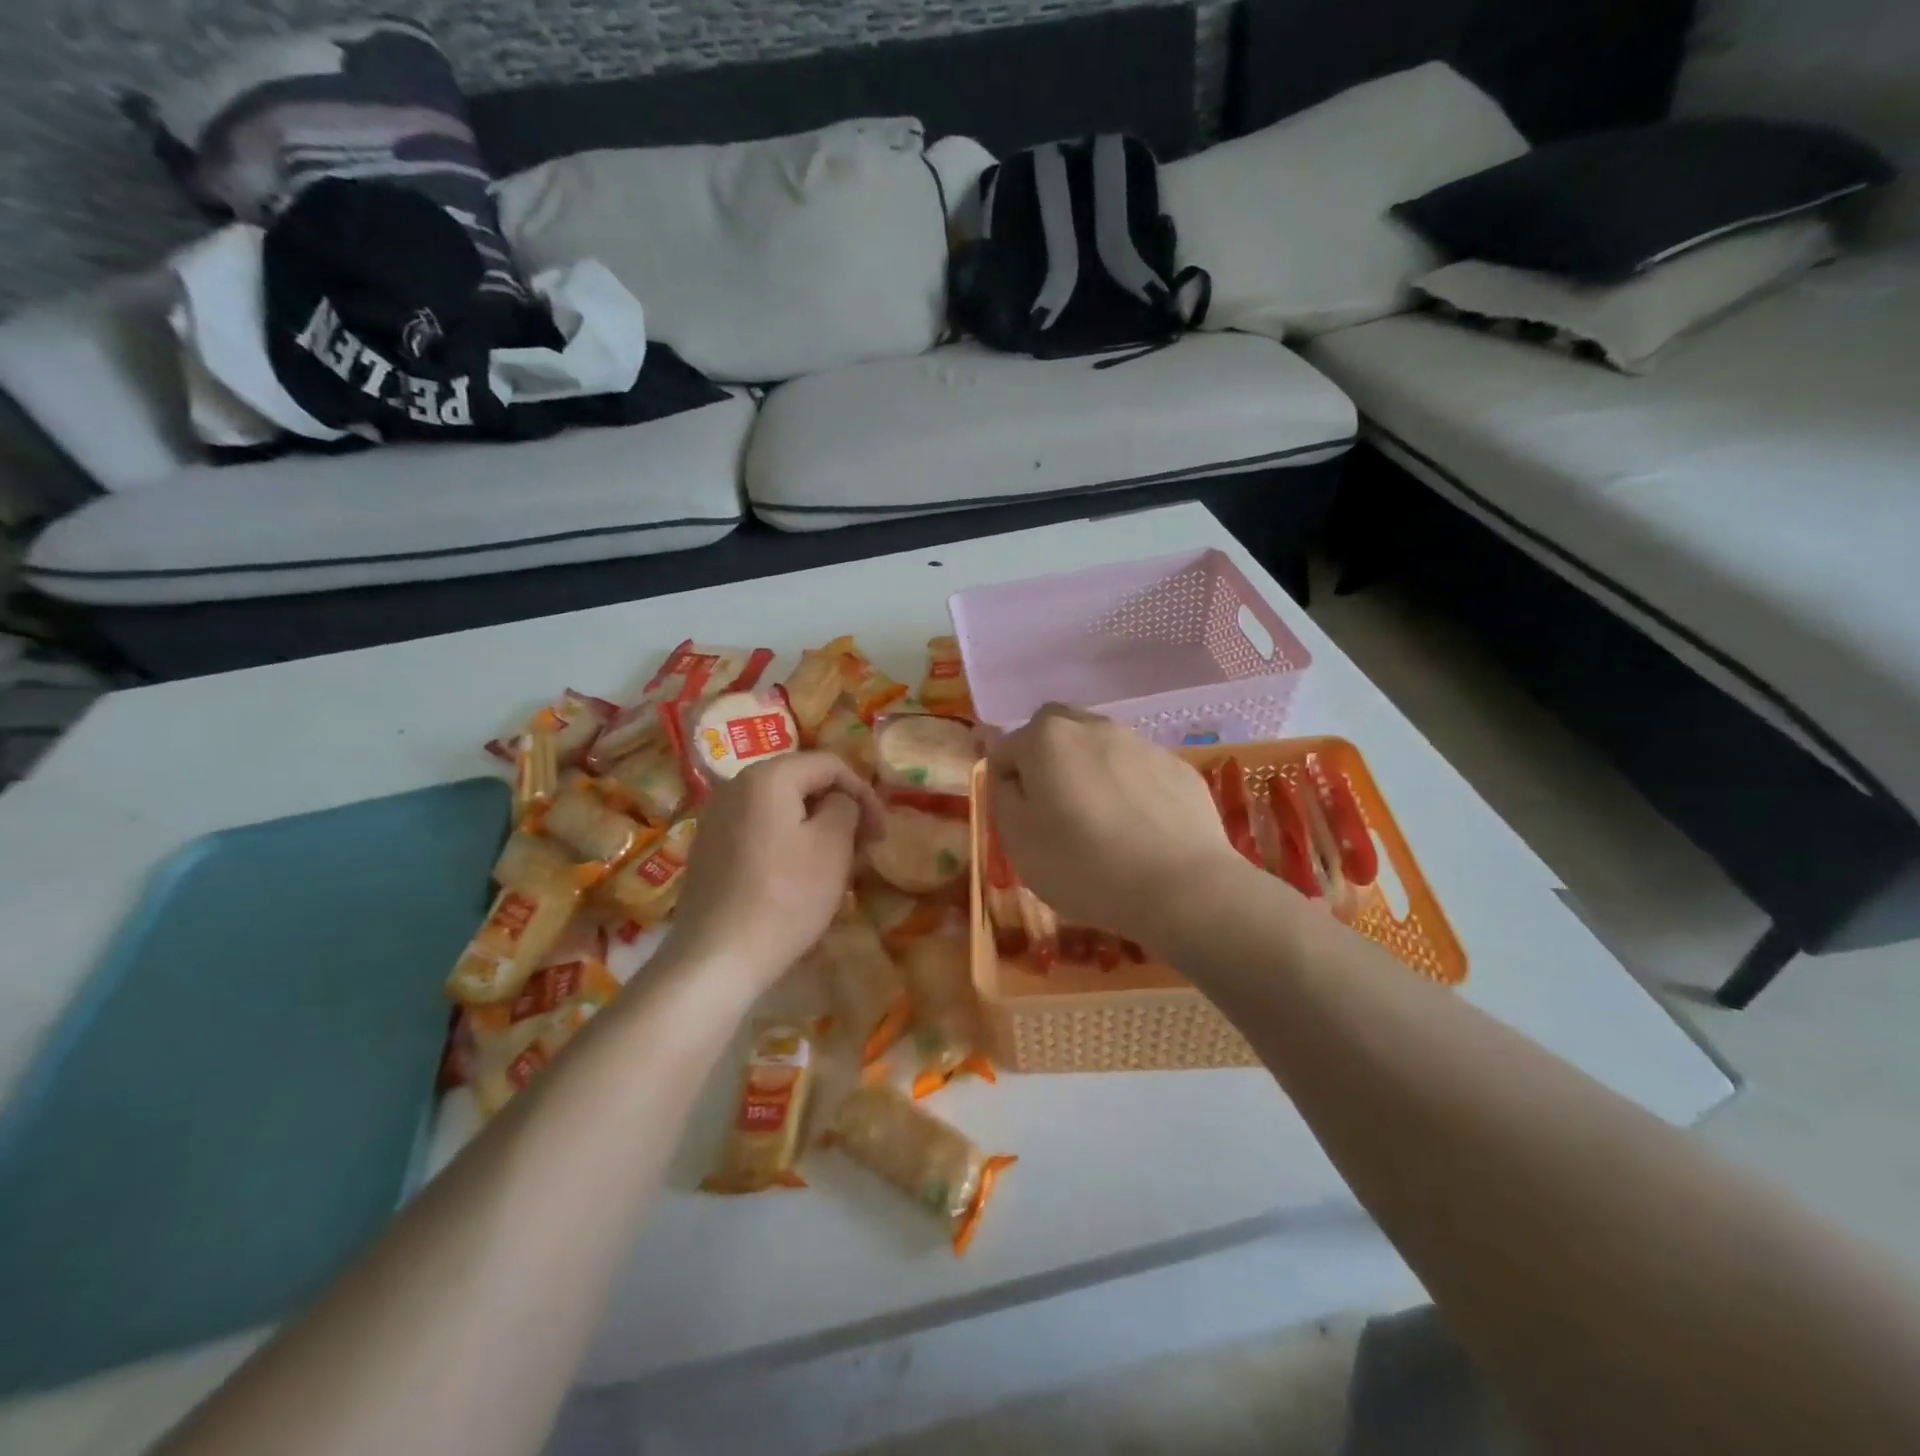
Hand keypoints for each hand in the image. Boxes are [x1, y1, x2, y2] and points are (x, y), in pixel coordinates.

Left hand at [666, 752, 885, 992]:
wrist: (717, 957)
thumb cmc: (785, 896)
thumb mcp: (833, 845)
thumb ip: (845, 807)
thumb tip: (839, 801)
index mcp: (767, 776)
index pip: (830, 765)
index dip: (864, 793)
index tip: (881, 833)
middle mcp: (735, 786)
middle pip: (802, 784)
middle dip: (839, 811)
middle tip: (862, 849)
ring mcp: (716, 819)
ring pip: (781, 810)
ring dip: (816, 830)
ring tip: (837, 866)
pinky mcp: (709, 850)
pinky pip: (760, 831)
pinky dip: (788, 844)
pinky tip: (800, 879)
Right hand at [986, 705, 1239, 949]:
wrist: (1180, 887)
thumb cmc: (1083, 865)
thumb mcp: (1017, 840)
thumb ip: (1003, 796)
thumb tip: (1009, 775)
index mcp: (1047, 738)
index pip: (1006, 749)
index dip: (1005, 784)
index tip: (1019, 821)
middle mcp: (1093, 727)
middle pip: (1055, 730)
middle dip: (1046, 759)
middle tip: (1053, 808)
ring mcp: (1141, 743)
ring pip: (1100, 746)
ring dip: (1089, 771)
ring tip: (1100, 822)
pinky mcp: (1178, 767)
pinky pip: (1138, 769)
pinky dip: (1128, 788)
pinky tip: (1138, 829)